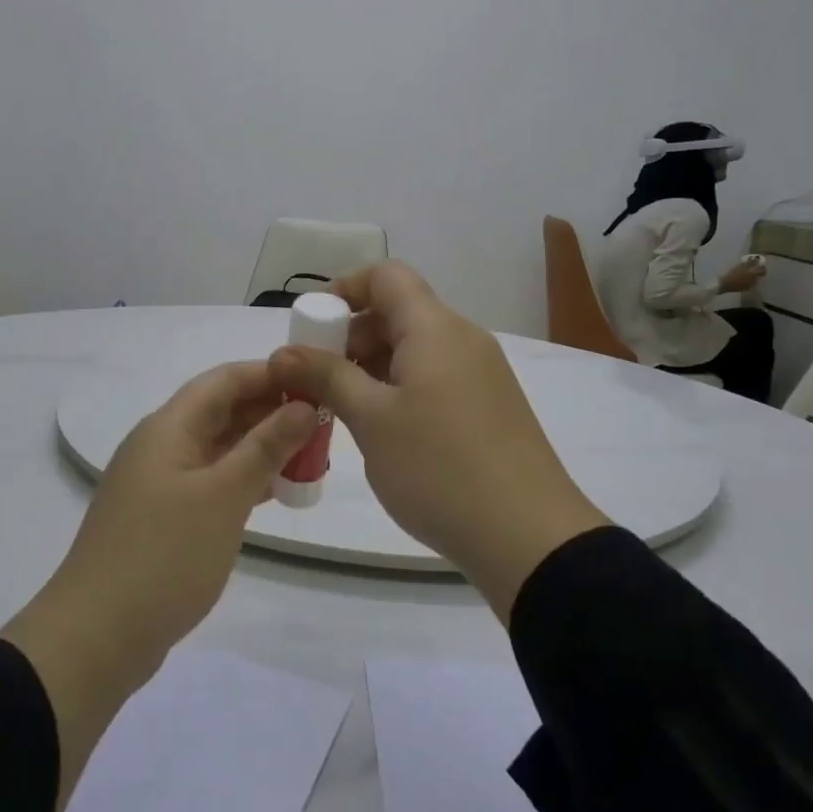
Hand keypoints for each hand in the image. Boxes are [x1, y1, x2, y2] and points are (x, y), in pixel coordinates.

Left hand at [2, 361, 314, 811]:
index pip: (225, 379)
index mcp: (169, 427)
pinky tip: (276, 492)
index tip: (317, 381)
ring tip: (311, 457)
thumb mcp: (224, 495)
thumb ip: (266, 446)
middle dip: (272, 411)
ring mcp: (160, 484)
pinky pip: (211, 482)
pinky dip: (244, 480)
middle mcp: (161, 446)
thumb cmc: (164, 556)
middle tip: (324, 424)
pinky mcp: (163, 518)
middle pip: (221, 411)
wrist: (96, 638)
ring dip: (262, 447)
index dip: (271, 373)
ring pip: (219, 449)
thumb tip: (303, 404)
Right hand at [270, 262, 607, 621]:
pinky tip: (383, 430)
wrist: (529, 536)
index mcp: (435, 328)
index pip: (386, 276)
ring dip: (373, 367)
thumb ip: (326, 376)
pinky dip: (401, 388)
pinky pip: (436, 377)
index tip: (312, 328)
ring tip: (343, 411)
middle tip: (317, 382)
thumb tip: (283, 351)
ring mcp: (482, 373)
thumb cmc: (439, 468)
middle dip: (351, 336)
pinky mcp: (490, 406)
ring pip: (416, 349)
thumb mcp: (371, 420)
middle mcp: (463, 339)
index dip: (344, 289)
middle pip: (399, 312)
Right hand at [719, 258, 765, 294]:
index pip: (763, 270)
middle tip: (751, 269)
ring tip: (744, 274)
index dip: (762, 267)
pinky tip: (741, 280)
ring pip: (754, 279)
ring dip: (751, 276)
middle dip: (756, 272)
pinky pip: (749, 283)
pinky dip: (747, 281)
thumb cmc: (733, 274)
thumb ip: (750, 263)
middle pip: (759, 275)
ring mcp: (751, 285)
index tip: (758, 265)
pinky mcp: (746, 288)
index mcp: (754, 273)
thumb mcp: (741, 266)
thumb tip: (757, 260)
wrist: (725, 284)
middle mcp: (755, 279)